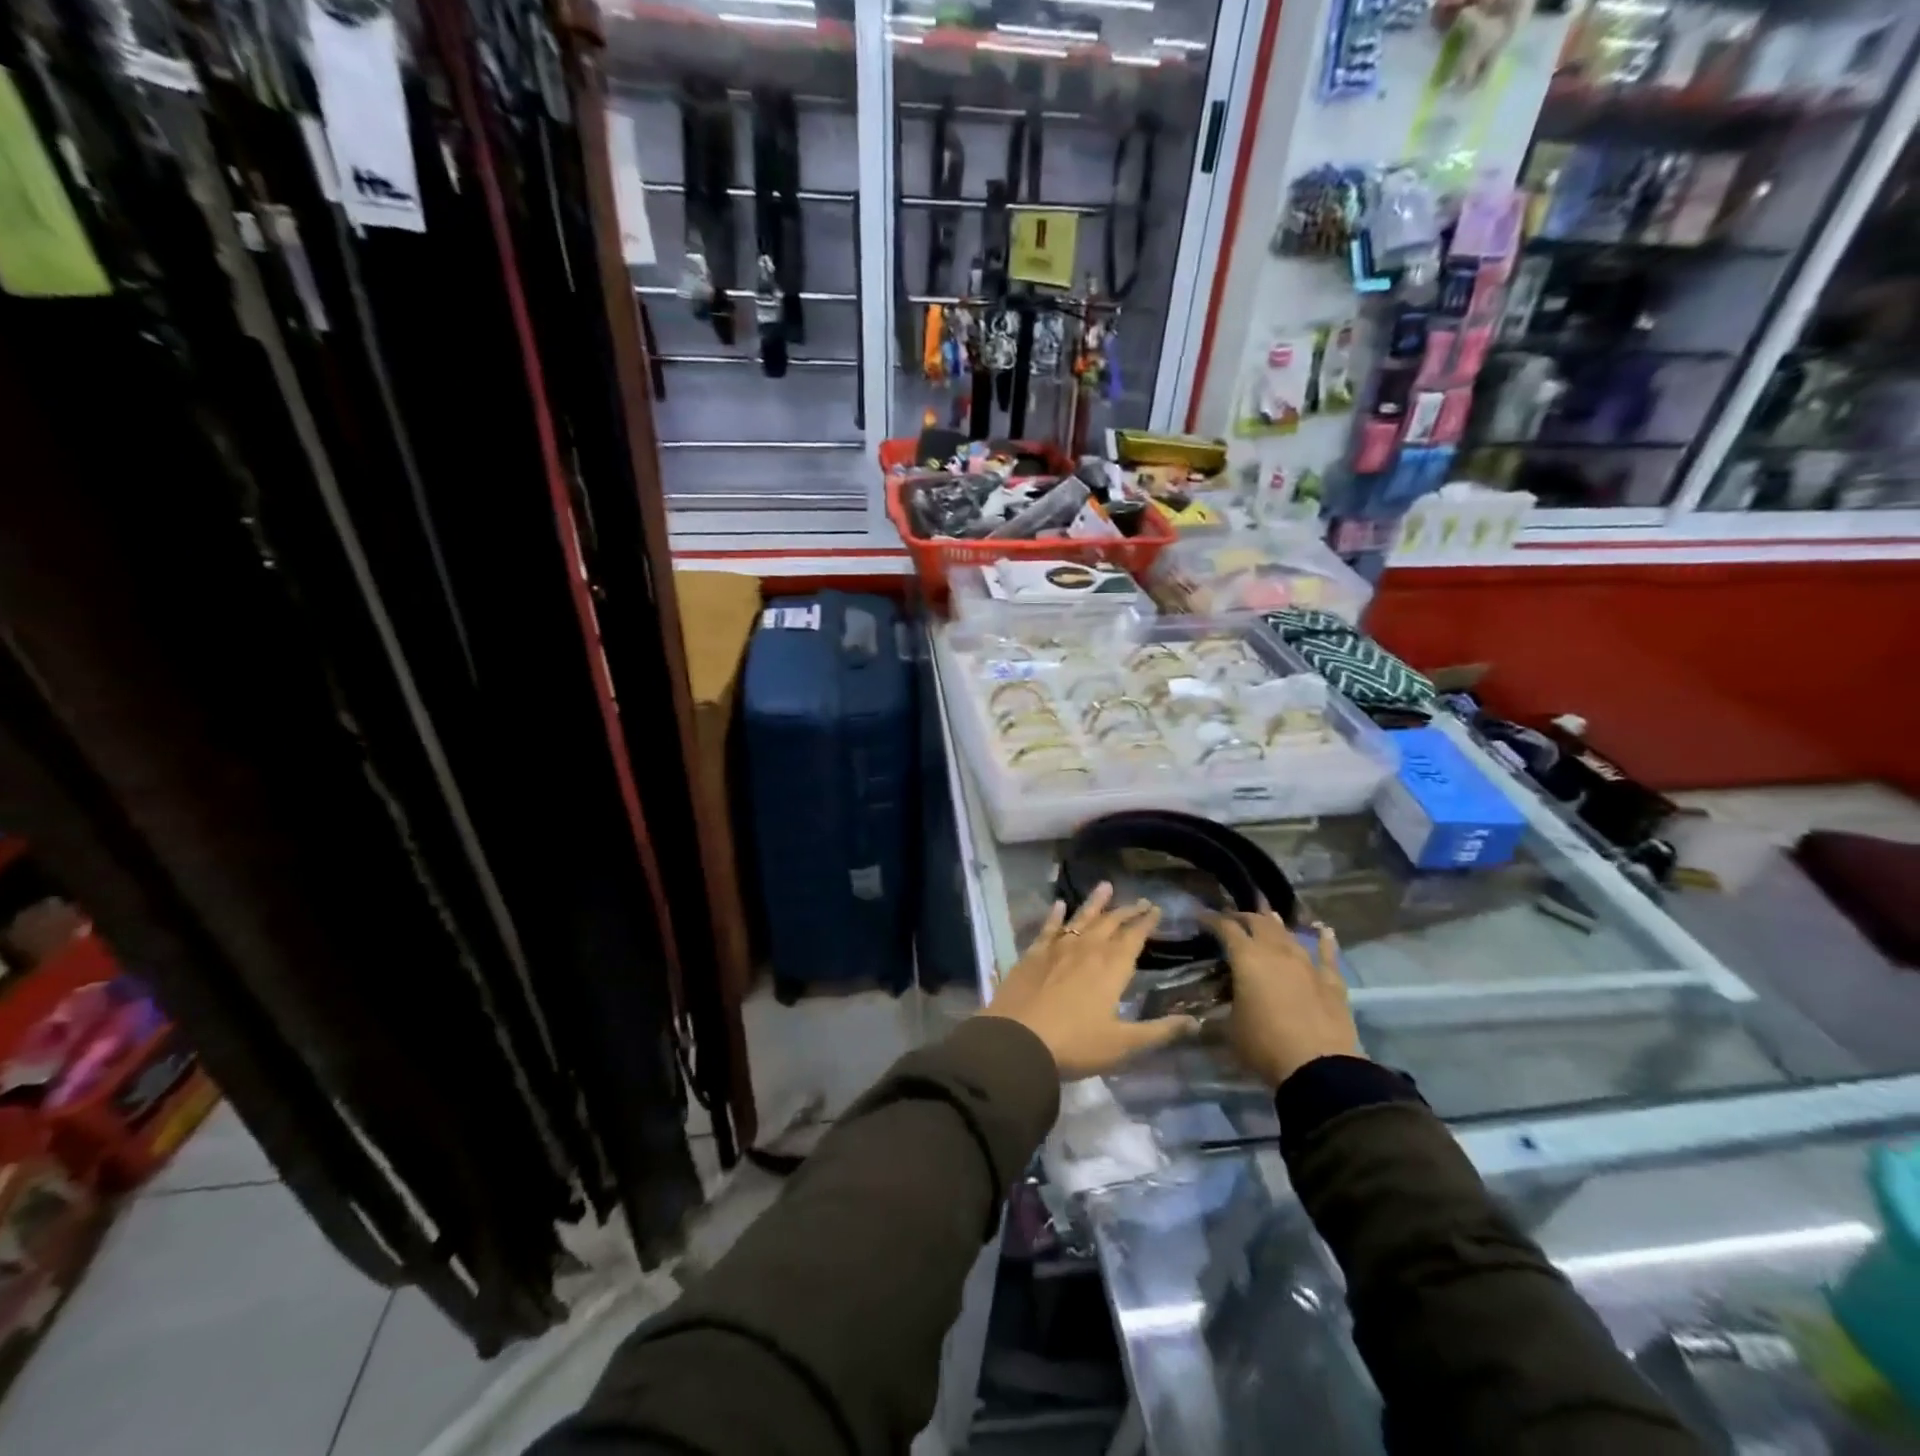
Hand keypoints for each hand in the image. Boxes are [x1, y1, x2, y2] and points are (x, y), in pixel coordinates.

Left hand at [983, 883, 1198, 1078]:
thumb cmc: (1075, 1044)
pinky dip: (1055, 915)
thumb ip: (1159, 1031)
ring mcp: (1057, 949)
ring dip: (1095, 902)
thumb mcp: (1123, 1044)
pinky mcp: (1032, 954)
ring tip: (1105, 885)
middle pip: (1110, 923)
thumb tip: (1195, 1021)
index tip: (1156, 908)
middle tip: (1139, 900)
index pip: (1134, 937)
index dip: (1146, 922)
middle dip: (1126, 910)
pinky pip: (1047, 928)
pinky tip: (1059, 904)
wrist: (1018, 1040)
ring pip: (1080, 918)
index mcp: (1112, 968)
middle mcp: (1086, 949)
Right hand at [1204, 909, 1359, 1087]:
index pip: (1226, 928)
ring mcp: (1307, 964)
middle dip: (1242, 917)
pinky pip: (1327, 955)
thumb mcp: (1230, 1028)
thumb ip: (1224, 1007)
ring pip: (1288, 934)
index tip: (1200, 916)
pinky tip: (1325, 930)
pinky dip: (1325, 941)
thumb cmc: (1264, 1046)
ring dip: (1275, 924)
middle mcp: (1276, 952)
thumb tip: (1214, 1006)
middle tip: (1231, 918)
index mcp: (1247, 959)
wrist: (1319, 1069)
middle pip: (1258, 923)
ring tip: (1267, 916)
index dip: (1211, 919)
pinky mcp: (1331, 982)